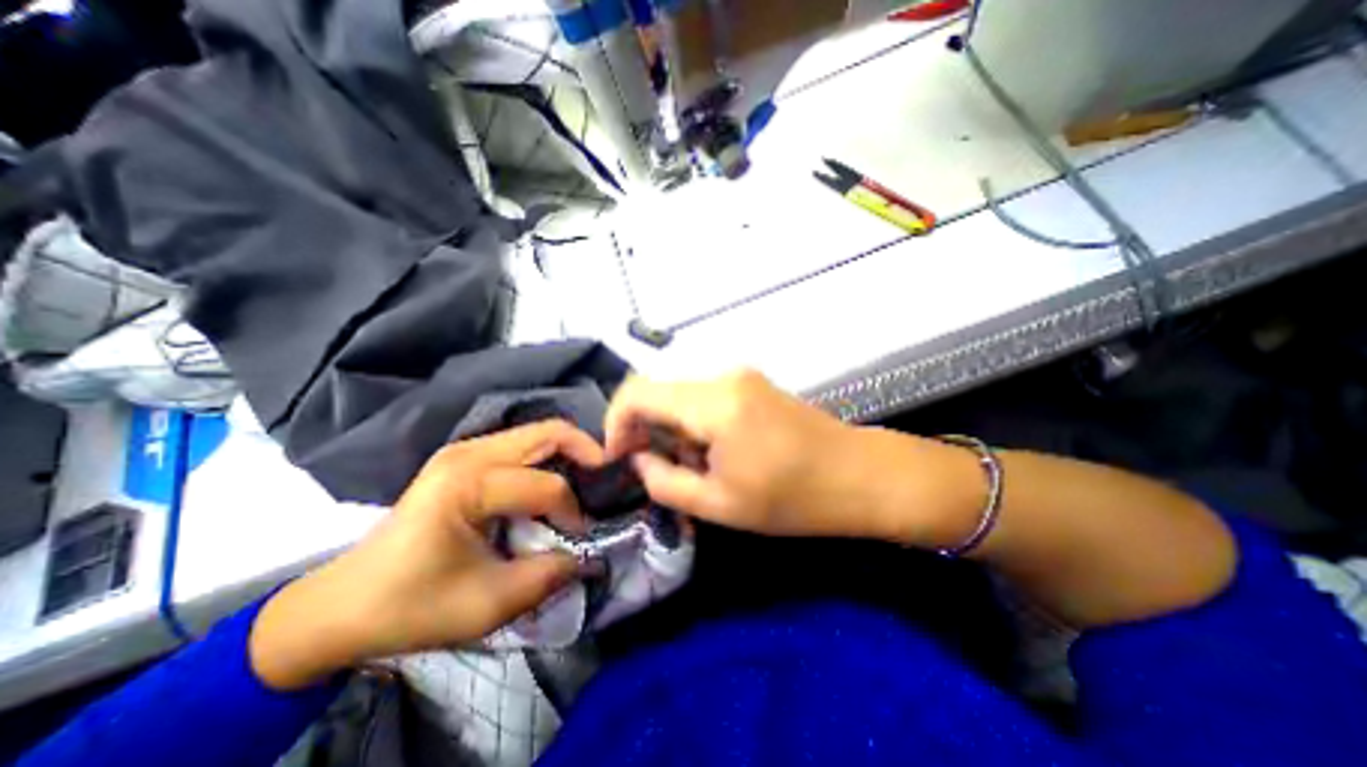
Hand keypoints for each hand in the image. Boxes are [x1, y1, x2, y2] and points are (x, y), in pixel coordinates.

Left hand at [247, 422, 602, 690]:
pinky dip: (547, 459)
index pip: (547, 485)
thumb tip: (590, 555)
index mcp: (468, 484)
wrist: (341, 605)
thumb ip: (549, 576)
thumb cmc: (411, 606)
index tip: (578, 540)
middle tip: (606, 479)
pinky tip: (550, 486)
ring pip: (538, 434)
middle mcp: (469, 453)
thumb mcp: (488, 605)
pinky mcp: (464, 457)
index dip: (573, 512)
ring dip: (568, 455)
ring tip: (583, 484)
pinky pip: (522, 445)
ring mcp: (464, 450)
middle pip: (549, 432)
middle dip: (587, 452)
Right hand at [604, 367, 939, 537]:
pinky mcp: (751, 383)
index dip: (615, 423)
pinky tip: (717, 452)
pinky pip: (704, 397)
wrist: (860, 475)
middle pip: (658, 393)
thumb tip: (638, 461)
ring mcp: (740, 376)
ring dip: (673, 430)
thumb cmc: (794, 498)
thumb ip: (665, 483)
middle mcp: (722, 377)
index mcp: (713, 403)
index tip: (620, 458)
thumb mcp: (720, 504)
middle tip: (660, 471)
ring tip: (696, 468)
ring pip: (680, 396)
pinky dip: (695, 423)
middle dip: (646, 431)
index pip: (636, 392)